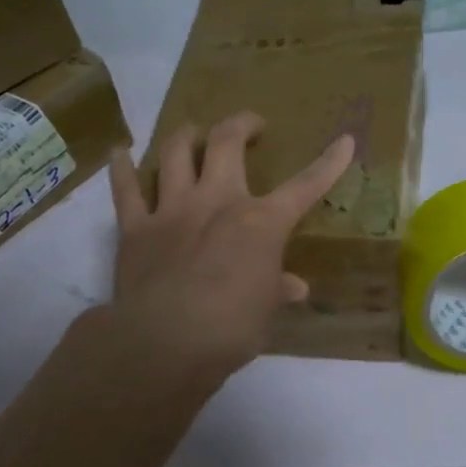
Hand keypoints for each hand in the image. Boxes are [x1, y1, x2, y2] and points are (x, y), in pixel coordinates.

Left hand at [107, 112, 354, 379]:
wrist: (166, 342)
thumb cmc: (231, 329)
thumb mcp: (265, 311)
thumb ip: (277, 290)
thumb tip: (295, 287)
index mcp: (260, 222)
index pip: (304, 187)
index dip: (329, 163)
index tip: (345, 141)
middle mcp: (216, 201)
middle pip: (227, 142)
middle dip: (242, 124)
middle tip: (251, 125)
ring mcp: (172, 209)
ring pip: (176, 153)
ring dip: (186, 136)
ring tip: (193, 132)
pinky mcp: (136, 227)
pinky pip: (126, 189)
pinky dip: (122, 168)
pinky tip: (120, 152)